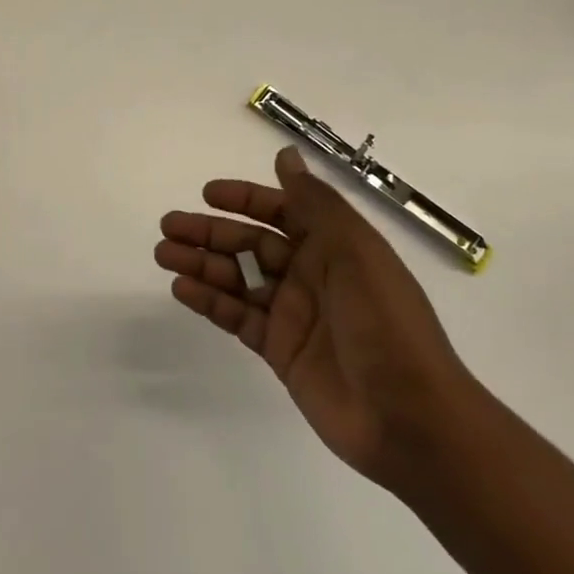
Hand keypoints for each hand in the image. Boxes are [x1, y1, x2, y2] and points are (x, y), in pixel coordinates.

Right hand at [155, 146, 479, 495]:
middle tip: (168, 225)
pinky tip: (182, 288)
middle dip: (210, 232)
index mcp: (333, 246)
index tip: (208, 194)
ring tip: (163, 253)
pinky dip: (209, 301)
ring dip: (201, 263)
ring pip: (238, 279)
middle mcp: (311, 274)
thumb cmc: (386, 322)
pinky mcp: (280, 350)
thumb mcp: (355, 251)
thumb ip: (315, 203)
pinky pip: (237, 317)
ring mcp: (293, 314)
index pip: (282, 211)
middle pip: (251, 243)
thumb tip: (285, 155)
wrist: (410, 417)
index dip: (246, 199)